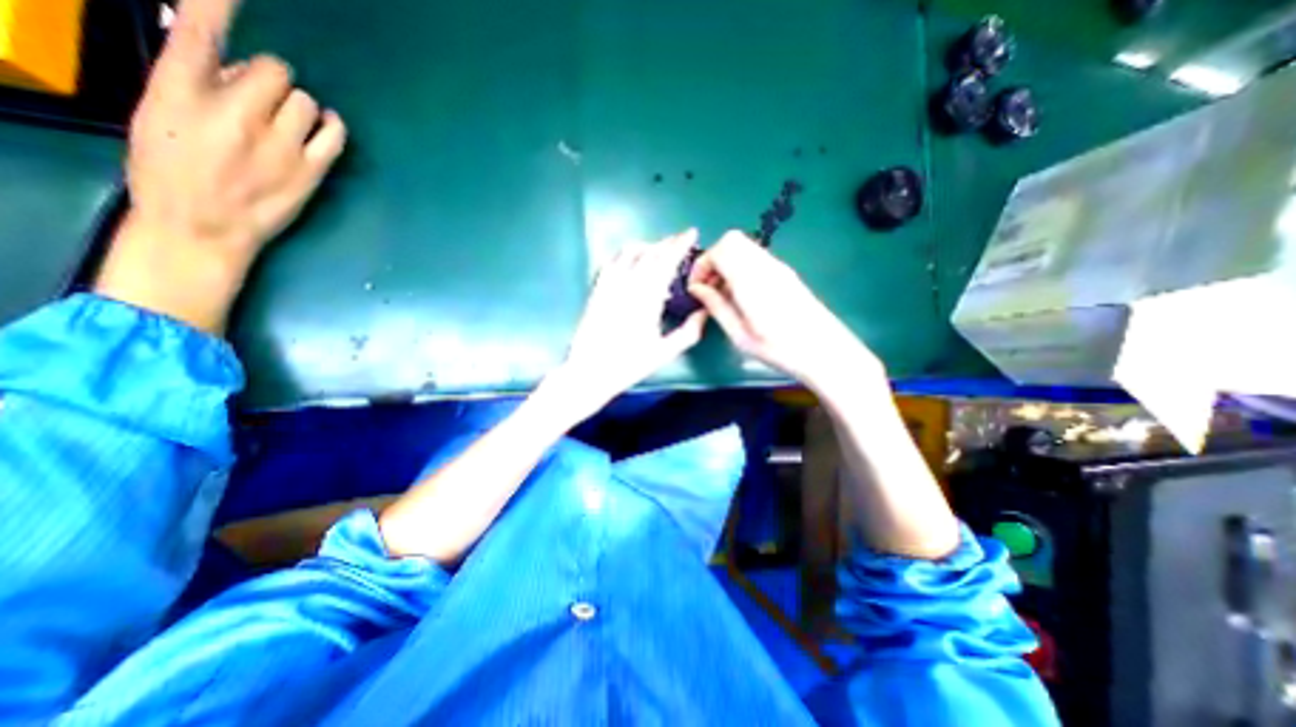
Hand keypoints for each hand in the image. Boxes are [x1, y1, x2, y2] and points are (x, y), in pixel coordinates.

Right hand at [94, 1, 347, 331]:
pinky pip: (335, 134)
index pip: (203, 33)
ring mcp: (280, 143)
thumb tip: (232, 65)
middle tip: (263, 99)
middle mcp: (235, 111)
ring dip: (300, 107)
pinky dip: (333, 125)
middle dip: (272, 80)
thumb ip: (195, 82)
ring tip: (287, 123)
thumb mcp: (161, 113)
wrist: (204, 225)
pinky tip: (326, 126)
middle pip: (278, 72)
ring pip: (307, 102)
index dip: (220, 6)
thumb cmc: (172, 170)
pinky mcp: (311, 168)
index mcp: (181, 90)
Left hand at [545, 227, 708, 418]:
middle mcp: (628, 285)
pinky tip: (631, 261)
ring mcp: (609, 286)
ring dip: (647, 246)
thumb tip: (705, 312)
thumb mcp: (664, 353)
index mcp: (648, 299)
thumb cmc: (629, 365)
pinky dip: (625, 255)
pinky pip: (611, 262)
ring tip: (658, 250)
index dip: (680, 245)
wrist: (590, 371)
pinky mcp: (596, 290)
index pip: (666, 262)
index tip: (691, 233)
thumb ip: (689, 332)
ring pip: (629, 253)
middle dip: (666, 243)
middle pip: (649, 254)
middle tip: (679, 240)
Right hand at [683, 229, 886, 391]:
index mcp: (751, 280)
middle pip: (731, 240)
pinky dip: (740, 267)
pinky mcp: (785, 273)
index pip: (720, 249)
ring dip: (726, 263)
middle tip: (708, 288)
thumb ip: (716, 307)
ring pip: (744, 247)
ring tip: (723, 294)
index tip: (696, 287)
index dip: (702, 264)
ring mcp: (778, 267)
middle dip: (713, 259)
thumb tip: (697, 289)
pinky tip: (741, 295)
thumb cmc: (779, 348)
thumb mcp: (740, 335)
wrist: (825, 350)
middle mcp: (765, 265)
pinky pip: (755, 258)